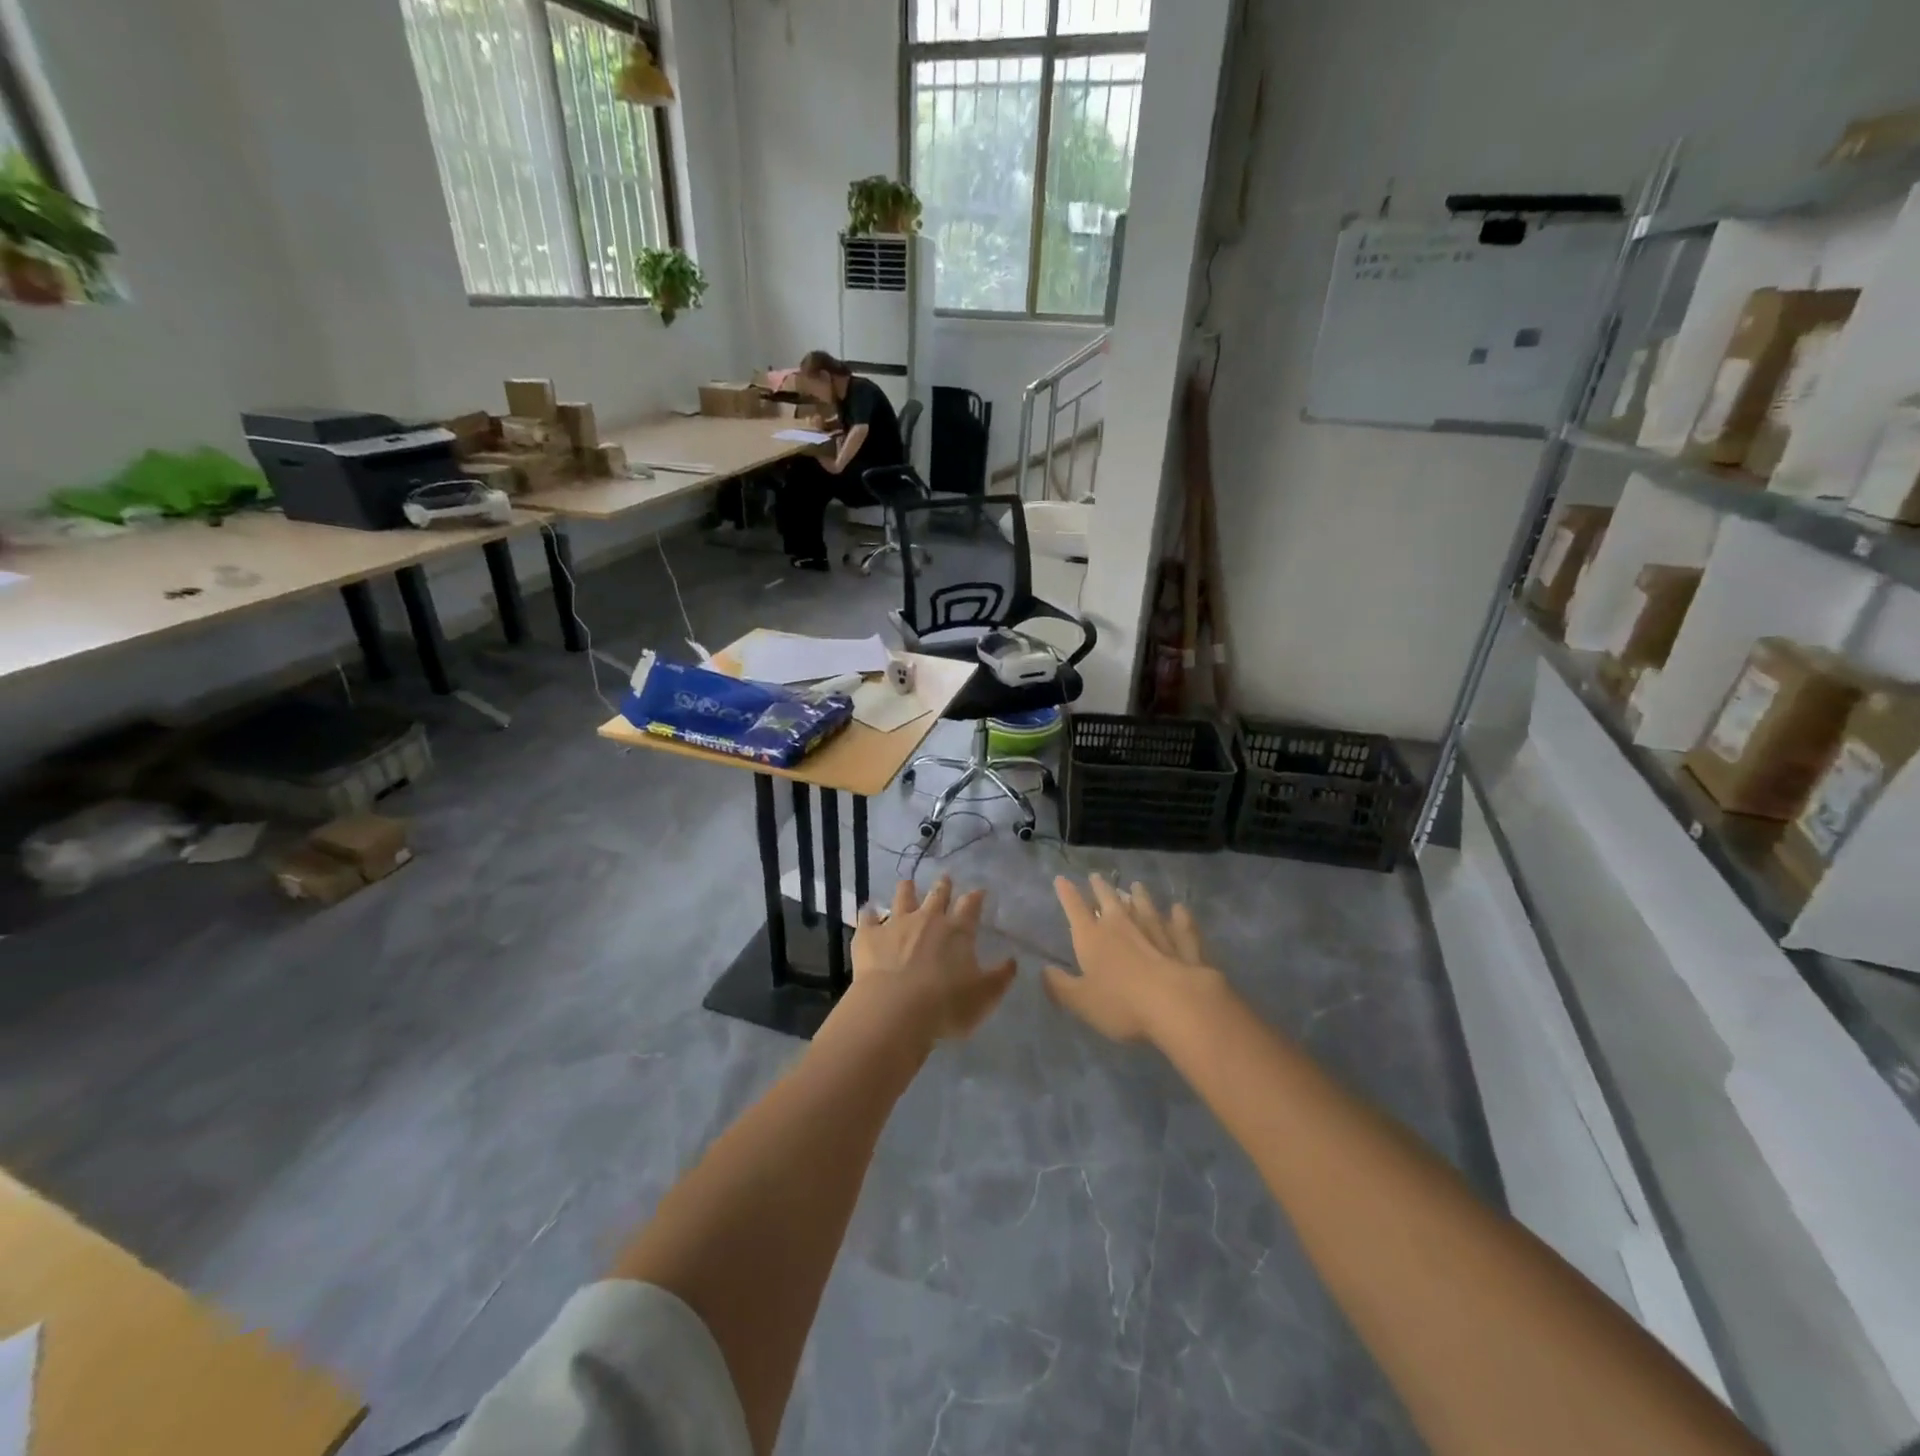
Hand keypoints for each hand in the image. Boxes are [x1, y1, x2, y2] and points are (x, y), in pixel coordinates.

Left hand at [847, 878, 1016, 1044]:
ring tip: (908, 884)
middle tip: (945, 879)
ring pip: (903, 897)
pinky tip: (867, 911)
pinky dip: (868, 913)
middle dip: (943, 885)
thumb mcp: (985, 996)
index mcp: (958, 931)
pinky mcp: (868, 936)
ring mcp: (896, 924)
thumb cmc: (947, 1005)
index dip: (976, 897)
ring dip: (907, 889)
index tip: (979, 891)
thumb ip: (1001, 977)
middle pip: (937, 894)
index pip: (971, 906)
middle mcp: (928, 919)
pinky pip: (867, 917)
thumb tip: (1013, 960)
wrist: (896, 1010)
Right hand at [1044, 875, 1221, 1043]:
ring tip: (1136, 885)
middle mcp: (1122, 926)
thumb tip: (1045, 970)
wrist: (1177, 1004)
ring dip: (1139, 896)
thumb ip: (1060, 986)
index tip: (1061, 879)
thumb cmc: (1121, 1003)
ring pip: (1145, 907)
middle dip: (1101, 888)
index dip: (1067, 893)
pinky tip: (1180, 908)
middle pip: (1110, 900)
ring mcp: (1156, 931)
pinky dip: (1179, 916)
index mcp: (1093, 937)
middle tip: (1096, 876)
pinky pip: (1181, 925)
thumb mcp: (1080, 1001)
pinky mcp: (1184, 944)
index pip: (1075, 909)